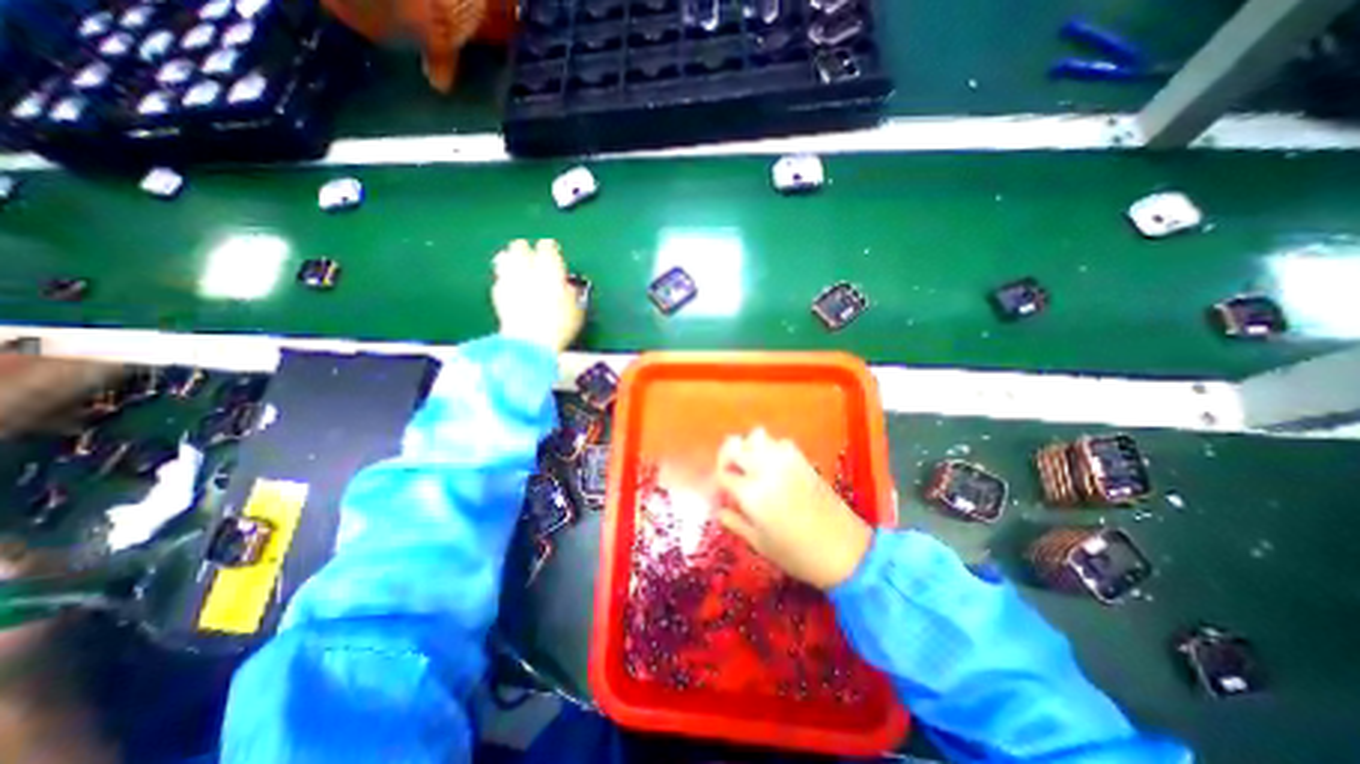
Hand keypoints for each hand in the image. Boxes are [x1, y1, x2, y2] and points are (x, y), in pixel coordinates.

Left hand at [500, 235, 586, 350]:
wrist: (530, 342)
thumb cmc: (560, 326)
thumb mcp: (577, 309)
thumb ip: (572, 293)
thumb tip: (568, 287)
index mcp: (550, 267)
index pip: (548, 247)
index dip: (551, 249)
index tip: (553, 251)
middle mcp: (526, 268)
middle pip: (520, 247)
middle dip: (526, 250)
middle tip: (532, 256)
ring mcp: (509, 279)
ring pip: (505, 259)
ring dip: (511, 260)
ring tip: (517, 267)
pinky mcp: (497, 295)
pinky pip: (500, 280)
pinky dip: (505, 280)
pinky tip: (511, 288)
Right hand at [714, 429, 871, 591]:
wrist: (845, 550)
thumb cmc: (798, 554)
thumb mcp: (760, 544)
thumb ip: (735, 523)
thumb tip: (720, 510)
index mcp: (752, 493)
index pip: (723, 474)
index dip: (718, 483)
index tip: (721, 495)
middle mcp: (765, 469)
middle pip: (734, 446)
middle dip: (726, 458)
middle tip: (730, 475)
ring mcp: (786, 461)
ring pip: (756, 436)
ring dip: (748, 448)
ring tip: (750, 467)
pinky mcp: (802, 460)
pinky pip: (779, 442)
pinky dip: (770, 448)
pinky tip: (772, 466)